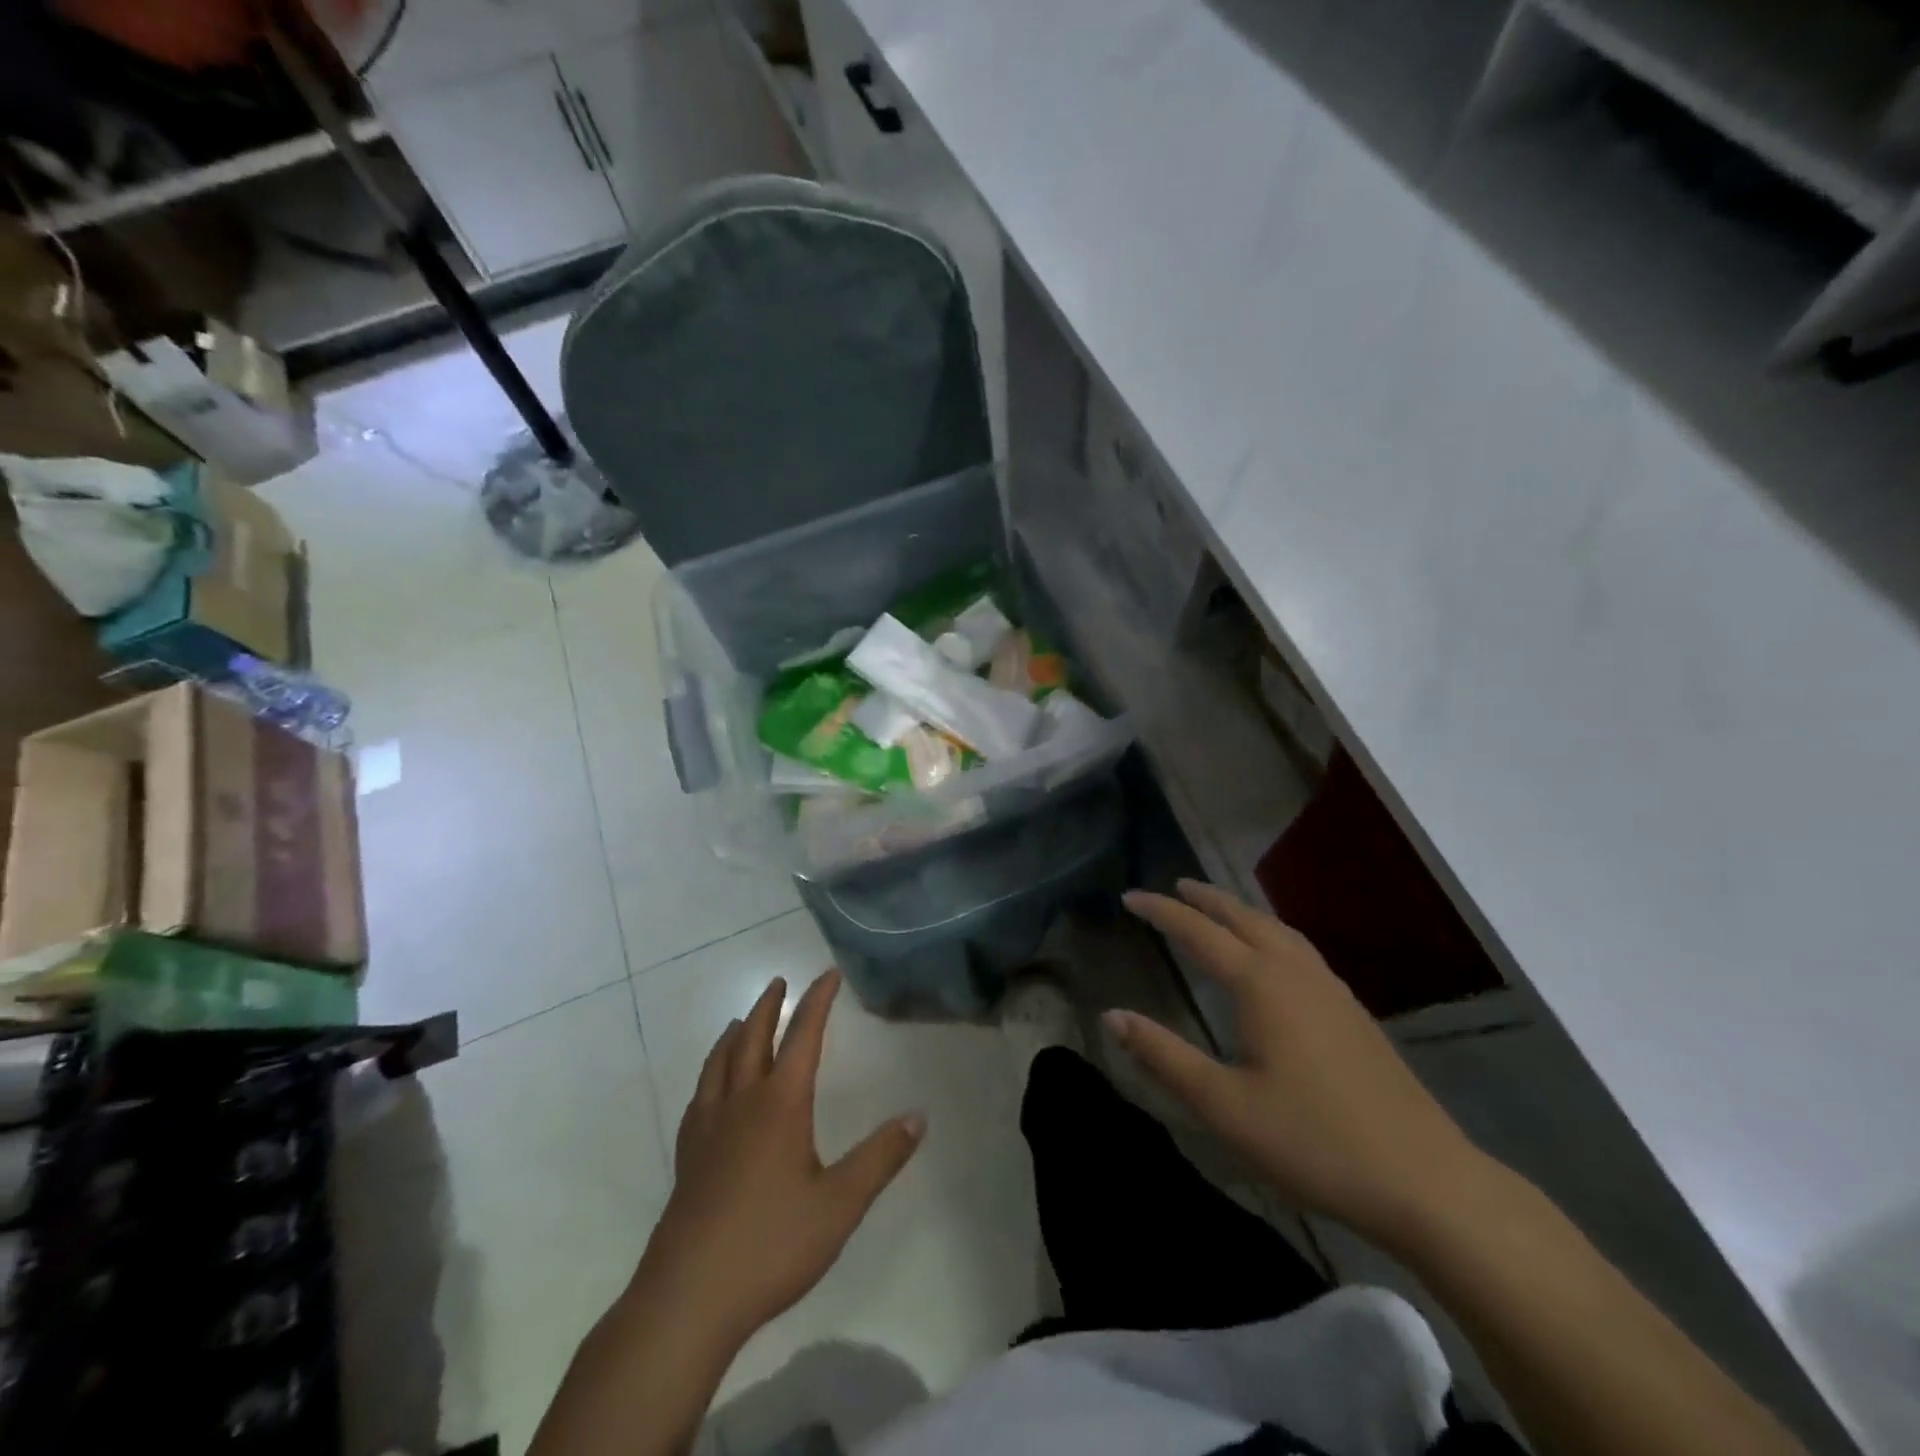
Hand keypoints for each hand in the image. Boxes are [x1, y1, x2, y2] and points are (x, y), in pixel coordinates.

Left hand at [636, 970, 924, 1344]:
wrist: (688, 1298)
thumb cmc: (771, 1245)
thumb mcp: (840, 1205)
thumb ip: (880, 1158)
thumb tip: (918, 1116)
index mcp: (780, 1105)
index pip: (802, 1036)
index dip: (817, 1001)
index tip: (828, 974)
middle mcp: (741, 1104)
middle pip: (753, 1039)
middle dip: (769, 1007)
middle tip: (779, 982)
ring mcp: (708, 1130)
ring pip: (719, 1064)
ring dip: (735, 1035)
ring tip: (742, 1021)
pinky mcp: (687, 1158)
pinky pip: (699, 1098)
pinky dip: (709, 1075)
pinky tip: (711, 1089)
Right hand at [1111, 880, 1488, 1249]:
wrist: (1425, 1180)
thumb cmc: (1313, 1141)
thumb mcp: (1224, 1106)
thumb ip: (1165, 1057)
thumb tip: (1111, 1016)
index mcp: (1261, 984)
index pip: (1199, 932)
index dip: (1162, 912)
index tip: (1129, 896)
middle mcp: (1295, 972)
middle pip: (1243, 918)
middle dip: (1205, 899)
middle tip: (1174, 886)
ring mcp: (1331, 989)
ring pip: (1277, 930)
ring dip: (1240, 912)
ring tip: (1217, 909)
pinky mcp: (1352, 1011)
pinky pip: (1299, 949)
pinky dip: (1270, 933)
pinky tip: (1272, 956)